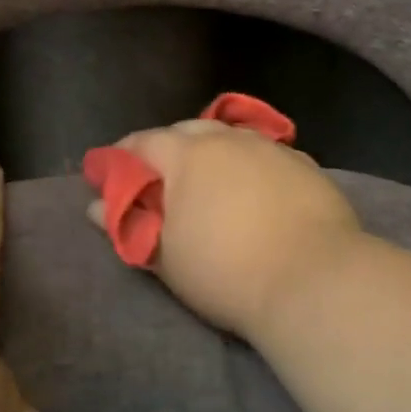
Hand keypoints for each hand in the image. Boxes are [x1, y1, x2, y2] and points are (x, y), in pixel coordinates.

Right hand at [87, 119, 365, 339]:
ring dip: (213, 153)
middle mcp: (228, 138)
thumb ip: (130, 224)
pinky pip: (266, 155)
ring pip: (231, 138)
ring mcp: (271, 147)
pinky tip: (255, 188)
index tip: (111, 174)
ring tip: (209, 181)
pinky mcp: (305, 164)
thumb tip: (95, 205)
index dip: (123, 157)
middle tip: (161, 180)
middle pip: (188, 131)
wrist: (315, 280)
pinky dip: (250, 165)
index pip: (143, 142)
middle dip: (168, 149)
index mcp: (186, 153)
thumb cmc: (226, 271)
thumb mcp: (165, 257)